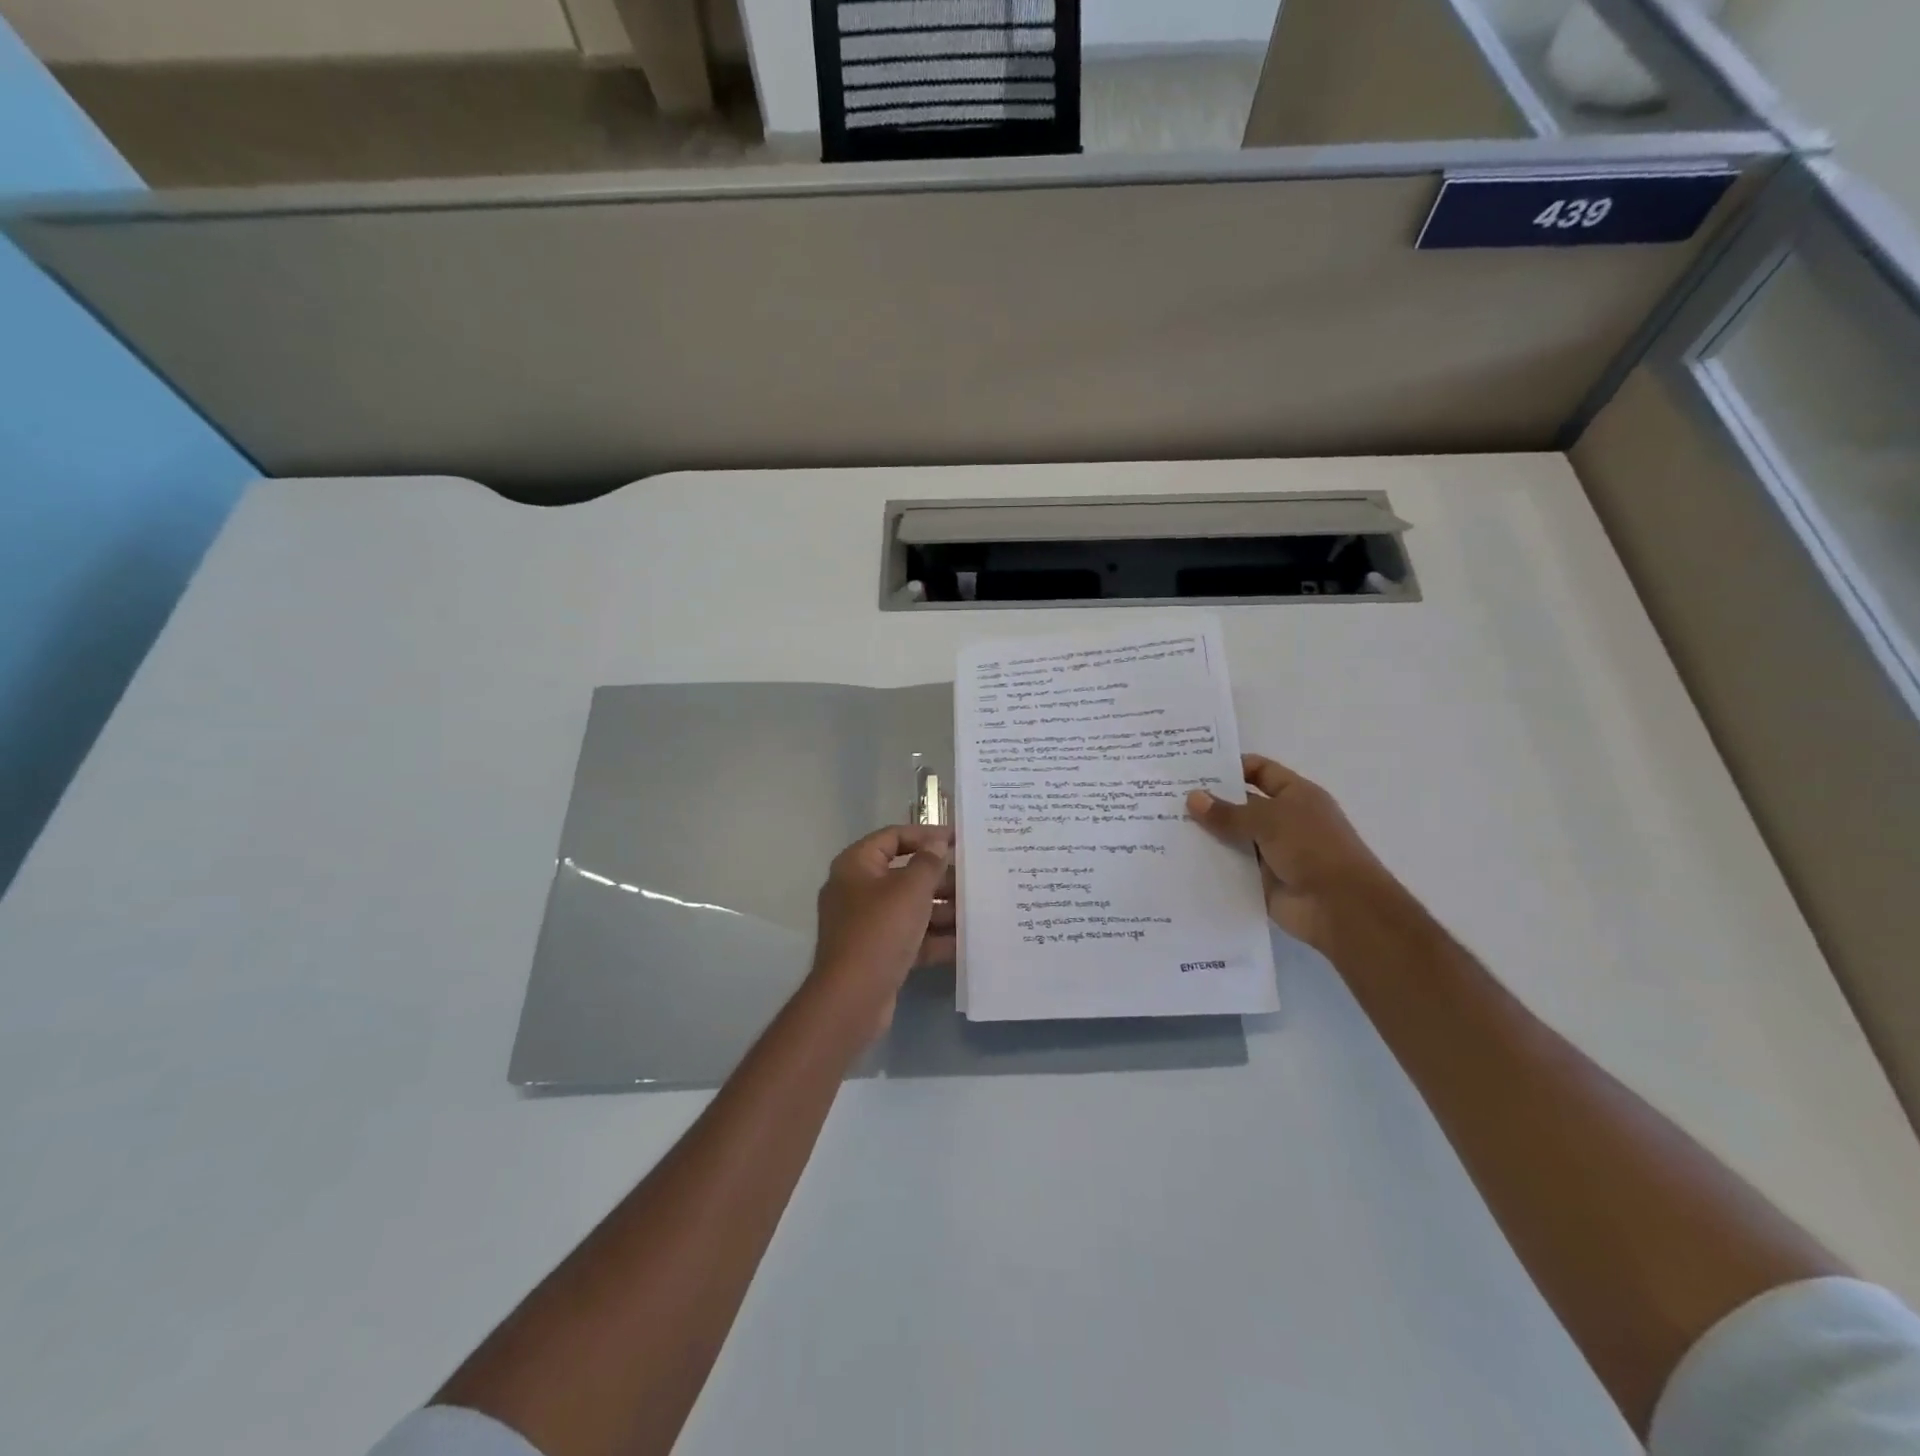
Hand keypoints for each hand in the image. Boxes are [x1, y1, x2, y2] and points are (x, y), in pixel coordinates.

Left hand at [809, 825, 955, 1036]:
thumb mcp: (910, 890)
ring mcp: (866, 924)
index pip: (893, 837)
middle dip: (939, 878)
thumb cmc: (880, 930)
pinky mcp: (877, 953)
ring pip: (910, 908)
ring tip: (978, 911)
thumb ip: (928, 863)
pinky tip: (966, 943)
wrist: (853, 998)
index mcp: (856, 866)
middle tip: (974, 879)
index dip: (926, 834)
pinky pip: (910, 938)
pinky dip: (934, 939)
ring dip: (942, 910)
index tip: (958, 839)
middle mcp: (857, 891)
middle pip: (904, 874)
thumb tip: (937, 843)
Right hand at [1186, 754, 1400, 953]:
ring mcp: (1273, 852)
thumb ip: (1228, 812)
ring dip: (1206, 834)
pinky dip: (1211, 863)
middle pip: (1241, 805)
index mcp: (1295, 795)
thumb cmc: (1313, 848)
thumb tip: (1192, 797)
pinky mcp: (1261, 881)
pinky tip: (1179, 858)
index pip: (1259, 771)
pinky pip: (1231, 867)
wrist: (1340, 907)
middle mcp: (1284, 820)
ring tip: (1165, 825)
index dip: (1231, 767)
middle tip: (1167, 796)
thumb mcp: (1269, 820)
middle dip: (1210, 801)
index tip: (1193, 768)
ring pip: (1233, 837)